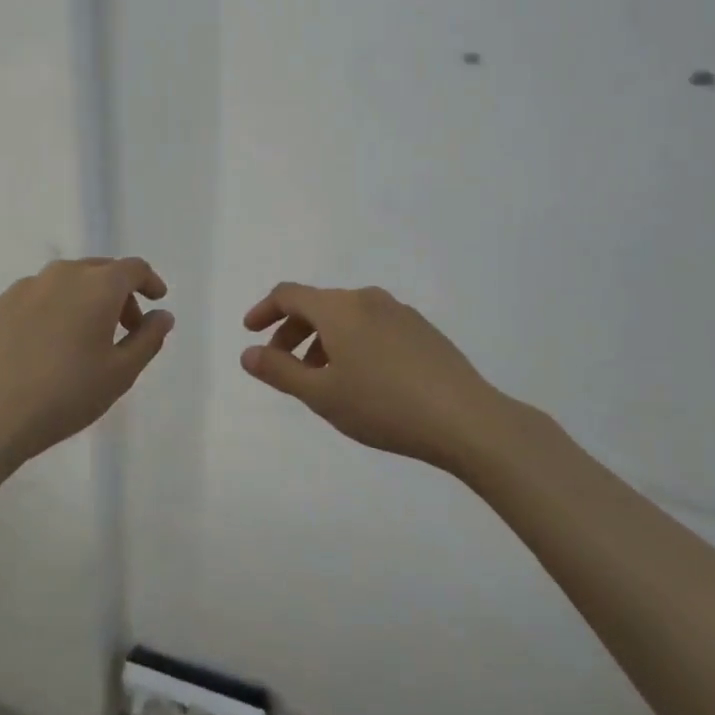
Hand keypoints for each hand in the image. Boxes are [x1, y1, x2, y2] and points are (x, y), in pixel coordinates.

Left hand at [0, 257, 171, 464]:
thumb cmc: (66, 395)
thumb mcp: (120, 373)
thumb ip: (148, 339)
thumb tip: (162, 315)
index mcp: (98, 285)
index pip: (133, 268)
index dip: (149, 281)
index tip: (156, 300)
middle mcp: (61, 274)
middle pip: (99, 271)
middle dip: (118, 293)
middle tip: (123, 327)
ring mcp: (24, 287)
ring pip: (64, 282)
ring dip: (82, 300)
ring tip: (81, 338)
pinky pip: (33, 299)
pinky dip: (49, 311)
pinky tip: (43, 346)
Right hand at [241, 282, 503, 471]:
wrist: (466, 419)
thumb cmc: (383, 406)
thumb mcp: (322, 395)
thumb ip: (280, 371)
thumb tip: (248, 353)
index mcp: (339, 308)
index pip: (289, 294)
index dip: (264, 310)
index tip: (251, 332)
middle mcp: (367, 298)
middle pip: (318, 305)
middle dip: (293, 331)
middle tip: (284, 366)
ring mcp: (399, 311)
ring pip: (347, 317)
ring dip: (324, 340)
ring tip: (323, 379)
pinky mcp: (422, 329)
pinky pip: (373, 325)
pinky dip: (353, 342)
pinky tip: (364, 379)